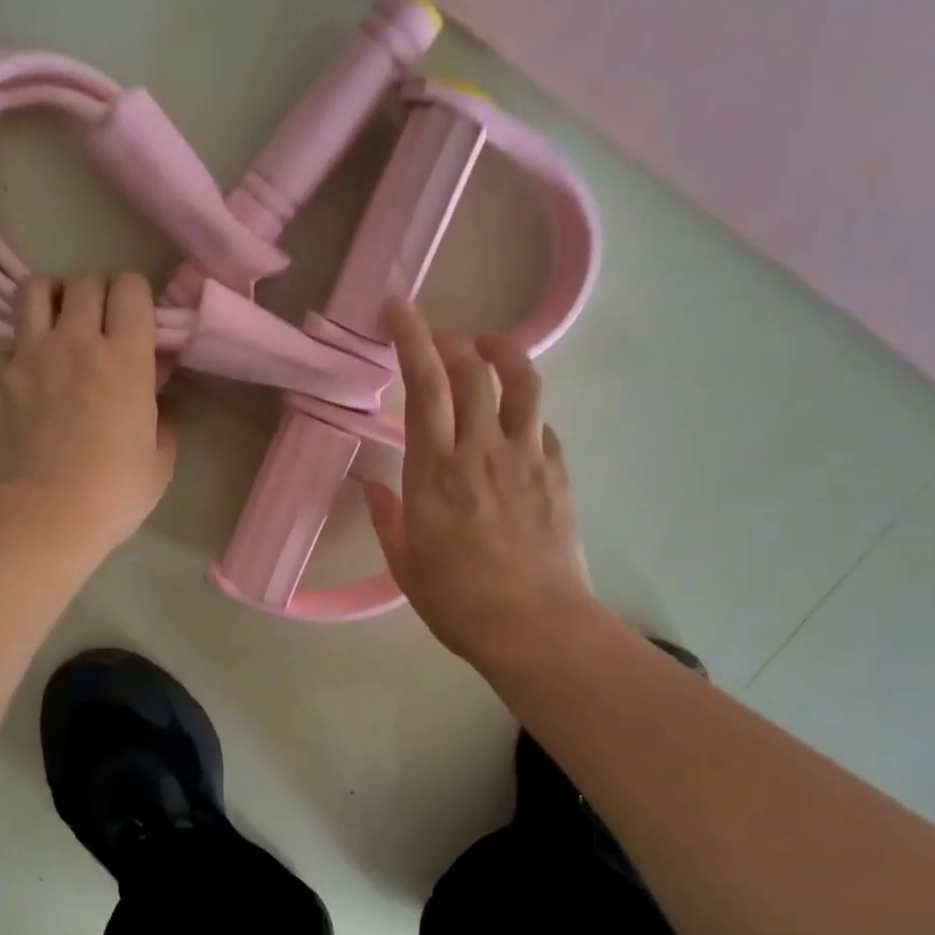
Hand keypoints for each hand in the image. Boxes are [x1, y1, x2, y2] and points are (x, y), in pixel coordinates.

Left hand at [0, 274, 176, 552]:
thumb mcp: (159, 463)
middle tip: (103, 325)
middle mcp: (76, 341)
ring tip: (60, 326)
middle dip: (99, 295)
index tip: (140, 324)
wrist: (42, 516)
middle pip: (85, 281)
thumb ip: (163, 421)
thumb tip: (157, 400)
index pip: (131, 287)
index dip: (137, 298)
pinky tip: (32, 378)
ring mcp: (29, 354)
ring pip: (35, 289)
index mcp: (125, 357)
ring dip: (53, 299)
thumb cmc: (113, 494)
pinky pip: (8, 343)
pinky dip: (22, 351)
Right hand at [366, 300, 597, 669]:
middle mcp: (481, 451)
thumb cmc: (458, 602)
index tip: (399, 307)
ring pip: (522, 382)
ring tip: (489, 349)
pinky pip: (542, 424)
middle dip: (454, 342)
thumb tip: (377, 487)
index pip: (424, 386)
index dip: (412, 338)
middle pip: (474, 370)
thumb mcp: (406, 565)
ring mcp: (526, 458)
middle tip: (441, 343)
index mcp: (434, 473)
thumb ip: (390, 519)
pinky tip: (515, 424)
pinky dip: (526, 410)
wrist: (534, 627)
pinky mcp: (557, 473)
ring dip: (504, 353)